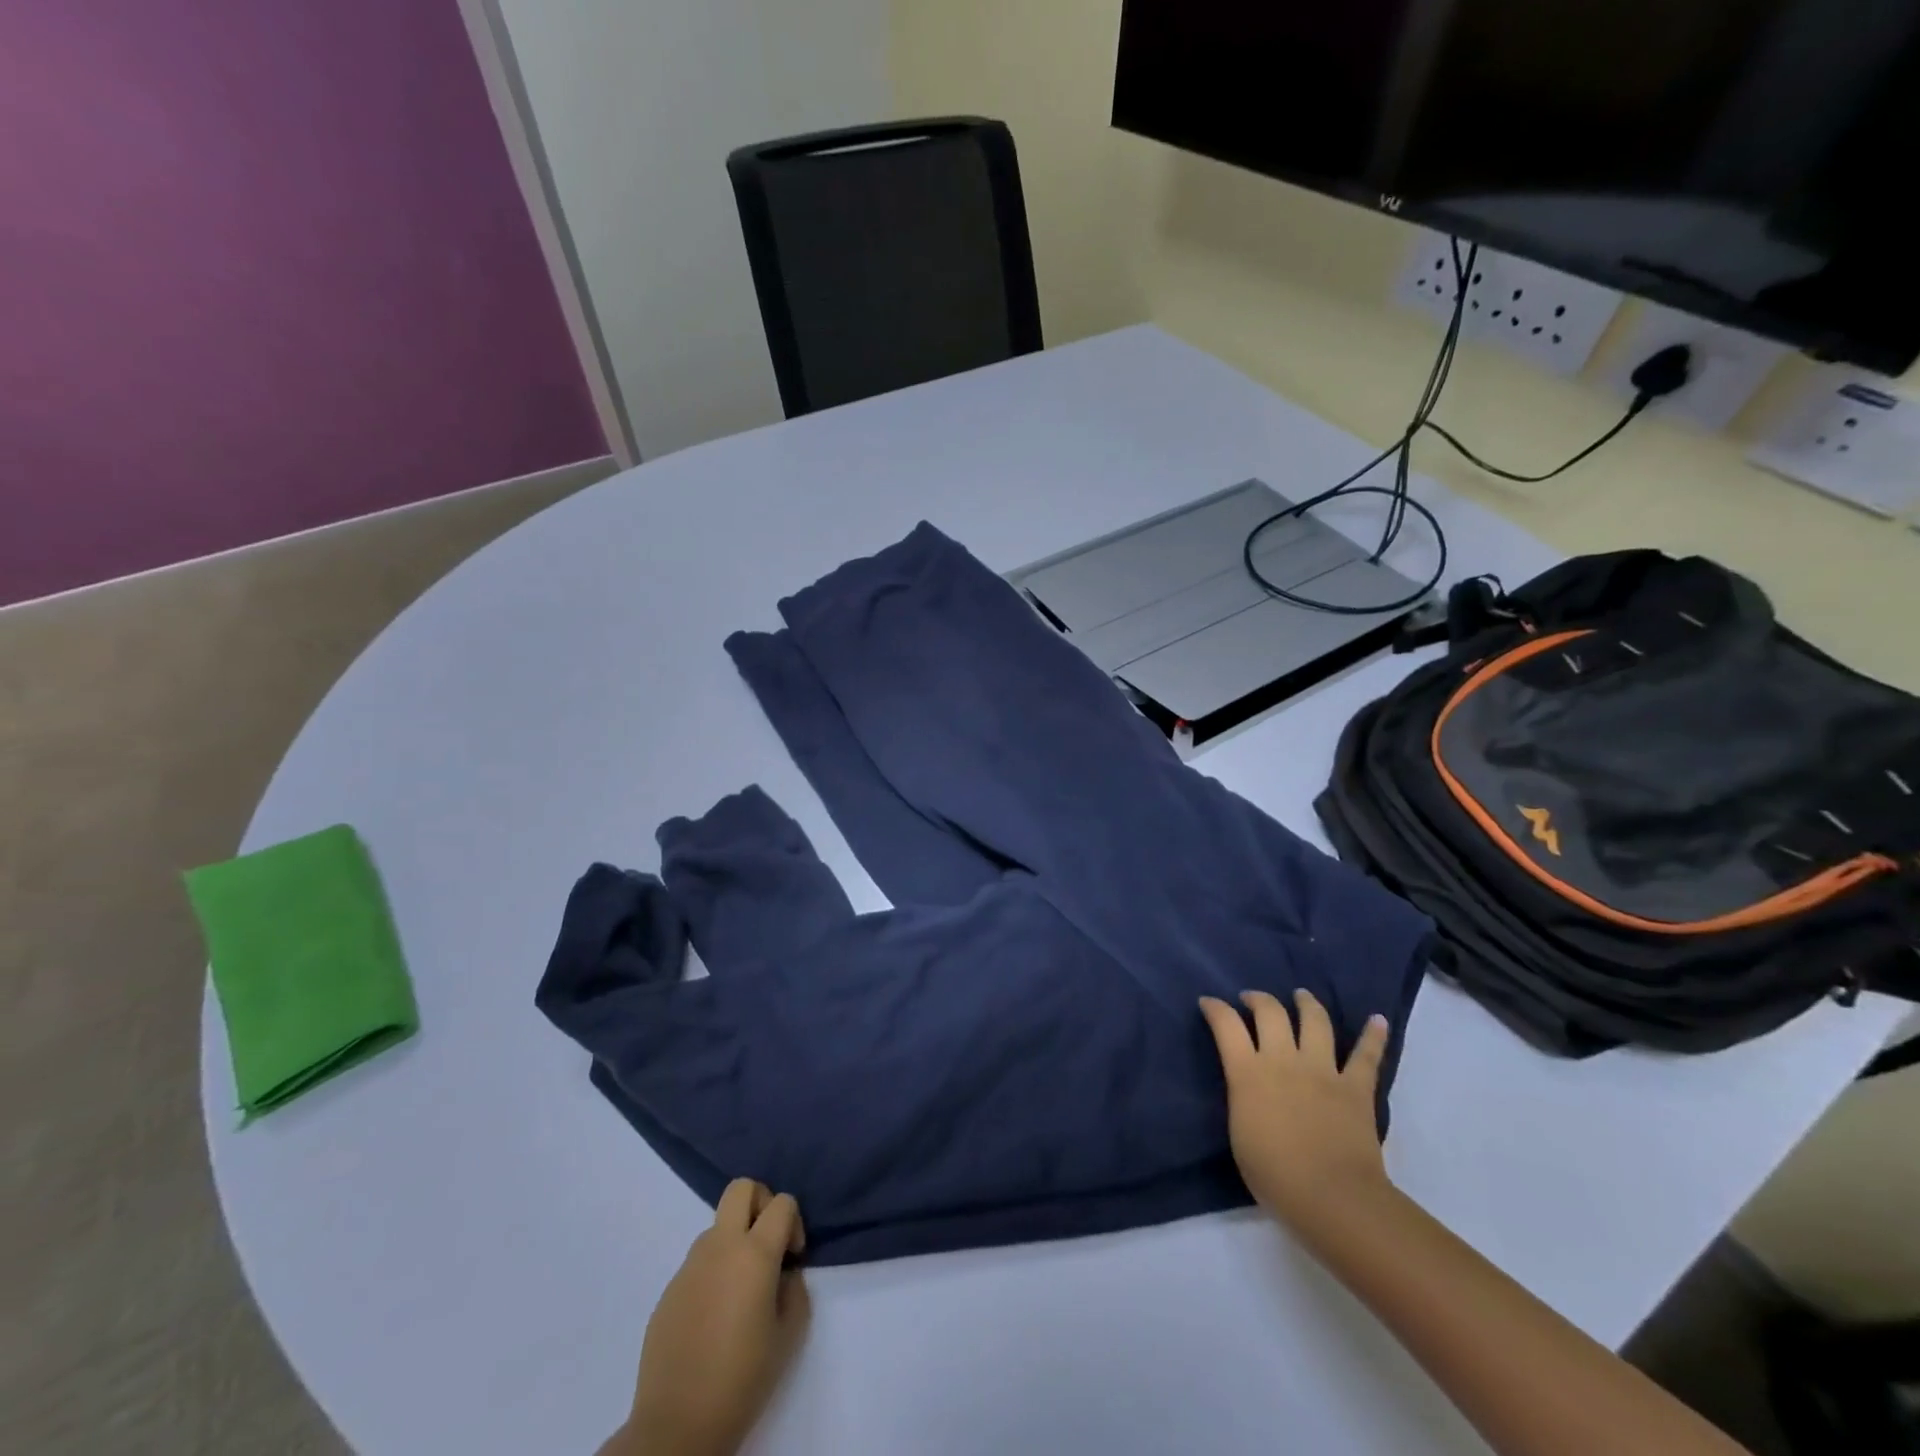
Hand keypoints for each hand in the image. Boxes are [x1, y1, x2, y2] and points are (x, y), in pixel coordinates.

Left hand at [607, 1180, 810, 1455]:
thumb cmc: (742, 1379)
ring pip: (718, 1225)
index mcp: (754, 1253)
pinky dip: (713, 1270)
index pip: (782, 1202)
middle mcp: (720, 1246)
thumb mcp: (789, 1335)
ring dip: (735, 1239)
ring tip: (741, 1288)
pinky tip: (715, 1314)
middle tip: (768, 1242)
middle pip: (741, 1188)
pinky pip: (698, 1261)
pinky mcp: (669, 1289)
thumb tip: (785, 1273)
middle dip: (761, 1201)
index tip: (793, 1257)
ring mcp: (689, 1265)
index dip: (794, 1222)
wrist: (676, 1426)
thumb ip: (794, 1290)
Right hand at [1199, 990, 1392, 1234]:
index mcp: (1248, 1072)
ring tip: (1301, 996)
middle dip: (1258, 999)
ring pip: (1315, 1021)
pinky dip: (1374, 1035)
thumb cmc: (1274, 1175)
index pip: (1226, 1025)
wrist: (1331, 1198)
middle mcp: (1283, 1060)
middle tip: (1252, 999)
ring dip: (1307, 1003)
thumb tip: (1247, 1085)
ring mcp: (1323, 1070)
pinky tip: (1378, 1019)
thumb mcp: (1239, 1131)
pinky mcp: (1356, 1087)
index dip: (1215, 1008)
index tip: (1208, 1002)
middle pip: (1270, 1012)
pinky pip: (1366, 1056)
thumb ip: (1242, 1097)